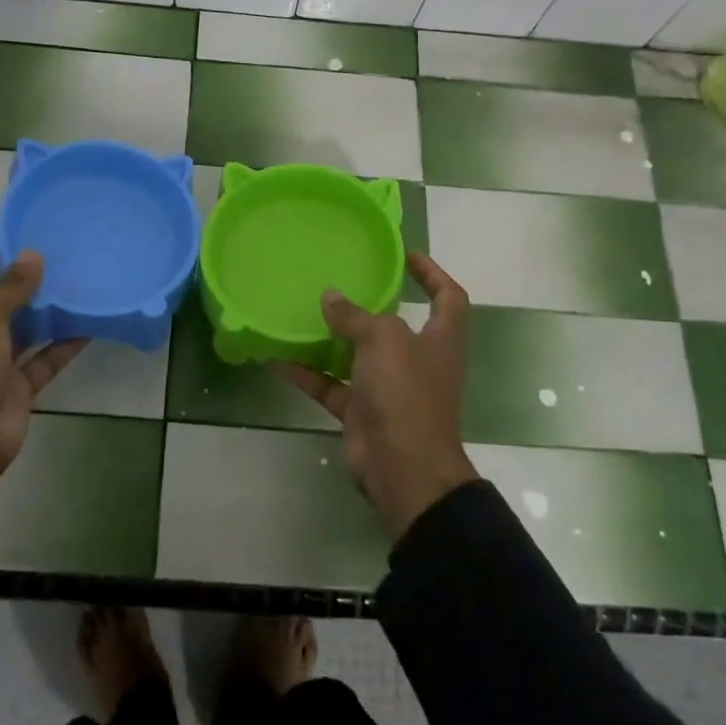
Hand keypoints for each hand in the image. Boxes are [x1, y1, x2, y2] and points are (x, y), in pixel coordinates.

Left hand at [0, 225, 87, 494]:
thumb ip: (10, 287)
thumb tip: (33, 256)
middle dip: (11, 278)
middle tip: (43, 252)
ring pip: (17, 328)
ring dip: (41, 309)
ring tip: (71, 280)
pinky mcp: (12, 385)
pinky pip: (41, 358)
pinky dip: (62, 344)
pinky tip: (88, 324)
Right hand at [279, 252, 478, 541]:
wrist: (403, 469)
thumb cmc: (406, 393)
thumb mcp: (384, 340)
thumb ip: (355, 316)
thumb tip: (331, 297)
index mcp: (440, 340)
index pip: (447, 297)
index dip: (432, 273)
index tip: (404, 255)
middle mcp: (417, 361)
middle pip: (395, 325)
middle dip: (370, 305)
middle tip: (339, 281)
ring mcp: (389, 389)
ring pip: (358, 355)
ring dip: (332, 338)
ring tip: (303, 312)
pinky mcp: (362, 412)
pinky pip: (331, 386)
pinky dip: (308, 374)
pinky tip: (278, 358)